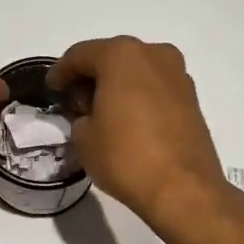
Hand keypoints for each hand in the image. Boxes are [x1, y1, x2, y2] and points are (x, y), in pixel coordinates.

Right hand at [49, 37, 230, 237]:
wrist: (184, 189)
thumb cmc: (126, 156)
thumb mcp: (84, 137)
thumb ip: (80, 115)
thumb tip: (91, 115)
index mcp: (122, 55)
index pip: (80, 55)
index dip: (61, 72)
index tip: (52, 89)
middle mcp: (153, 54)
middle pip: (111, 58)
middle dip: (91, 77)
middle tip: (74, 101)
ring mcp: (177, 75)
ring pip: (136, 71)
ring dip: (116, 85)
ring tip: (101, 112)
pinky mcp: (192, 98)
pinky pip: (155, 87)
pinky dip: (137, 96)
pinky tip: (127, 119)